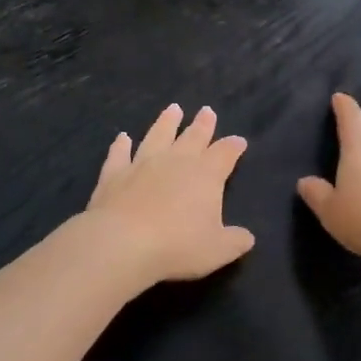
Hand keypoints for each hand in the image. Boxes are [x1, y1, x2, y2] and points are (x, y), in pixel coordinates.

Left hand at [86, 104, 255, 285]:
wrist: (123, 243)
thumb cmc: (178, 246)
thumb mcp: (218, 250)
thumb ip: (235, 241)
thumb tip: (247, 237)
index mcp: (206, 175)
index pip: (224, 154)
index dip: (233, 147)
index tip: (239, 141)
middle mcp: (175, 161)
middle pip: (193, 137)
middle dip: (202, 124)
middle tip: (206, 111)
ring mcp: (142, 164)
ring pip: (157, 136)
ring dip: (166, 122)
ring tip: (173, 109)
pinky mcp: (114, 175)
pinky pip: (119, 154)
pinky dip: (121, 145)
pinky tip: (122, 137)